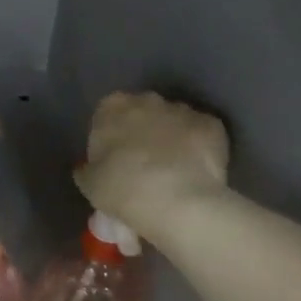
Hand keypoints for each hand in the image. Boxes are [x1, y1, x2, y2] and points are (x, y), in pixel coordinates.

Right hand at [74, 92, 229, 242]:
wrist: (177, 201)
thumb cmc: (123, 188)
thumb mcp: (89, 184)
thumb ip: (87, 169)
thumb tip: (89, 168)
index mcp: (112, 106)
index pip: (107, 115)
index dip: (111, 138)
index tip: (113, 162)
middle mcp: (148, 99)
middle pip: (143, 113)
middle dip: (143, 133)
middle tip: (142, 167)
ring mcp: (183, 109)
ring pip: (174, 122)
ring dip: (172, 139)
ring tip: (173, 173)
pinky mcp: (213, 125)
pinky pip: (202, 135)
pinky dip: (199, 149)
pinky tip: (196, 173)